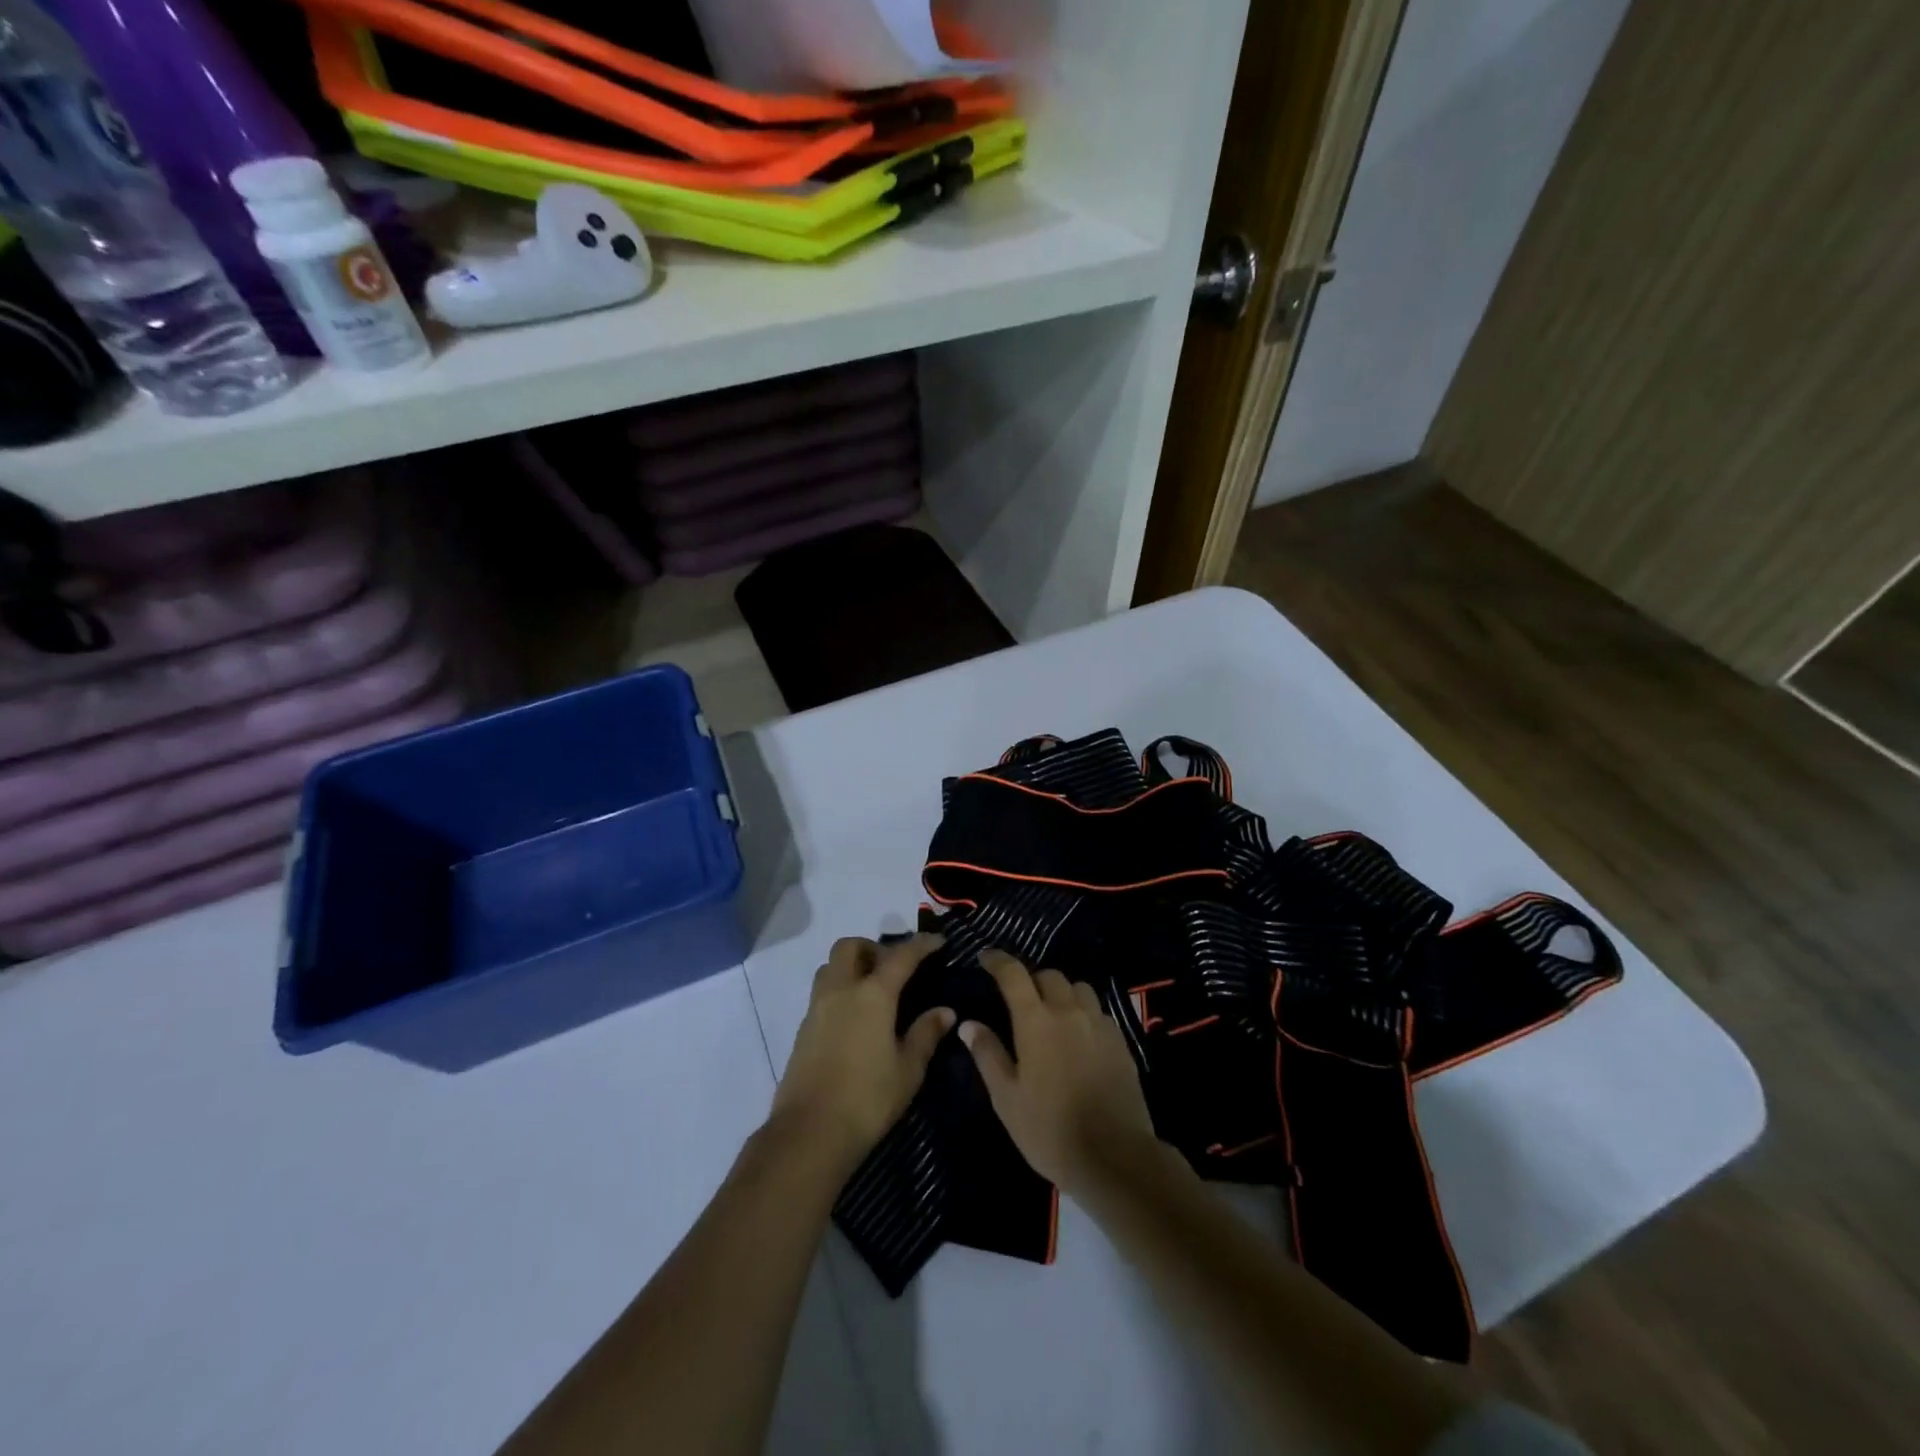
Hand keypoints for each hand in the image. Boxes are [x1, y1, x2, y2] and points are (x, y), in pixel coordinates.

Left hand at [771, 934, 952, 1170]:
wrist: (809, 1133)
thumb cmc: (868, 1099)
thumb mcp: (908, 1069)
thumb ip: (926, 1033)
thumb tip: (945, 1011)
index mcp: (872, 994)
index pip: (901, 956)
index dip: (922, 944)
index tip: (938, 942)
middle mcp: (841, 990)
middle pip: (851, 946)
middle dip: (873, 948)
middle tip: (894, 968)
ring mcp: (817, 1008)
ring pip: (830, 966)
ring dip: (852, 966)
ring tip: (873, 990)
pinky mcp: (803, 1029)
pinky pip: (822, 992)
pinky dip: (840, 990)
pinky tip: (855, 1018)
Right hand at [960, 951, 1162, 1194]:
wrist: (1114, 1156)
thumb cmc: (1049, 1129)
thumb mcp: (1006, 1098)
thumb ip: (988, 1055)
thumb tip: (969, 1023)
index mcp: (1036, 1020)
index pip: (1013, 974)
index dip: (997, 960)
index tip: (985, 958)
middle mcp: (1069, 1011)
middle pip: (1049, 975)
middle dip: (1031, 979)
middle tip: (1020, 998)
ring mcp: (1098, 1023)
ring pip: (1078, 988)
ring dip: (1061, 992)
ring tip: (1052, 1013)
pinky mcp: (1120, 1040)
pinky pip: (1098, 1010)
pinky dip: (1083, 1012)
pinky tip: (1078, 1036)